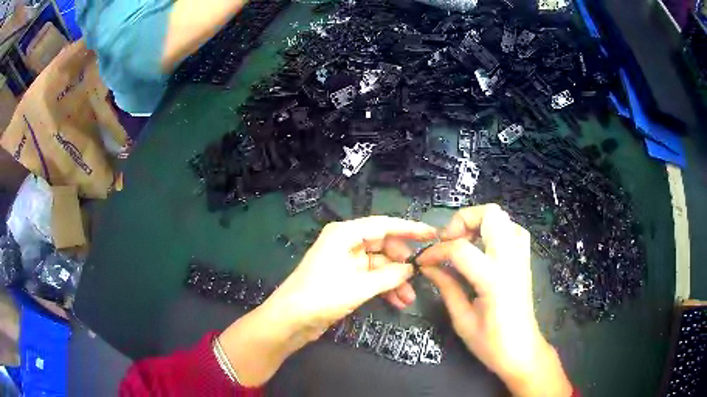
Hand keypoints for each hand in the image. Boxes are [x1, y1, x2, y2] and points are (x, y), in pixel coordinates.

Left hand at [220, 216, 436, 385]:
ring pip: (379, 266)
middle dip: (401, 263)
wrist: (290, 320)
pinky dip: (384, 288)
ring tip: (409, 298)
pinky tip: (398, 302)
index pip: (384, 225)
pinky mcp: (345, 279)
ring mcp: (345, 262)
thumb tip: (410, 269)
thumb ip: (389, 276)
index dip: (409, 229)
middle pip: (383, 246)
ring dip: (394, 281)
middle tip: (419, 275)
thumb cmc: (321, 296)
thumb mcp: (359, 286)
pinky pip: (371, 279)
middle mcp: (345, 243)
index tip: (432, 234)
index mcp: (345, 234)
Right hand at [417, 204, 571, 396]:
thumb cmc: (491, 343)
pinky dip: (495, 230)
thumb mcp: (462, 320)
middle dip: (462, 221)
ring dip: (479, 223)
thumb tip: (428, 266)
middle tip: (448, 242)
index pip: (460, 249)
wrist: (522, 351)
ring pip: (502, 217)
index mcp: (494, 279)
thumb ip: (446, 287)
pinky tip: (484, 249)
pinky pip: (512, 229)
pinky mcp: (525, 259)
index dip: (435, 251)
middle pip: (490, 214)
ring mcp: (521, 256)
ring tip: (464, 245)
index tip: (423, 261)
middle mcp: (511, 259)